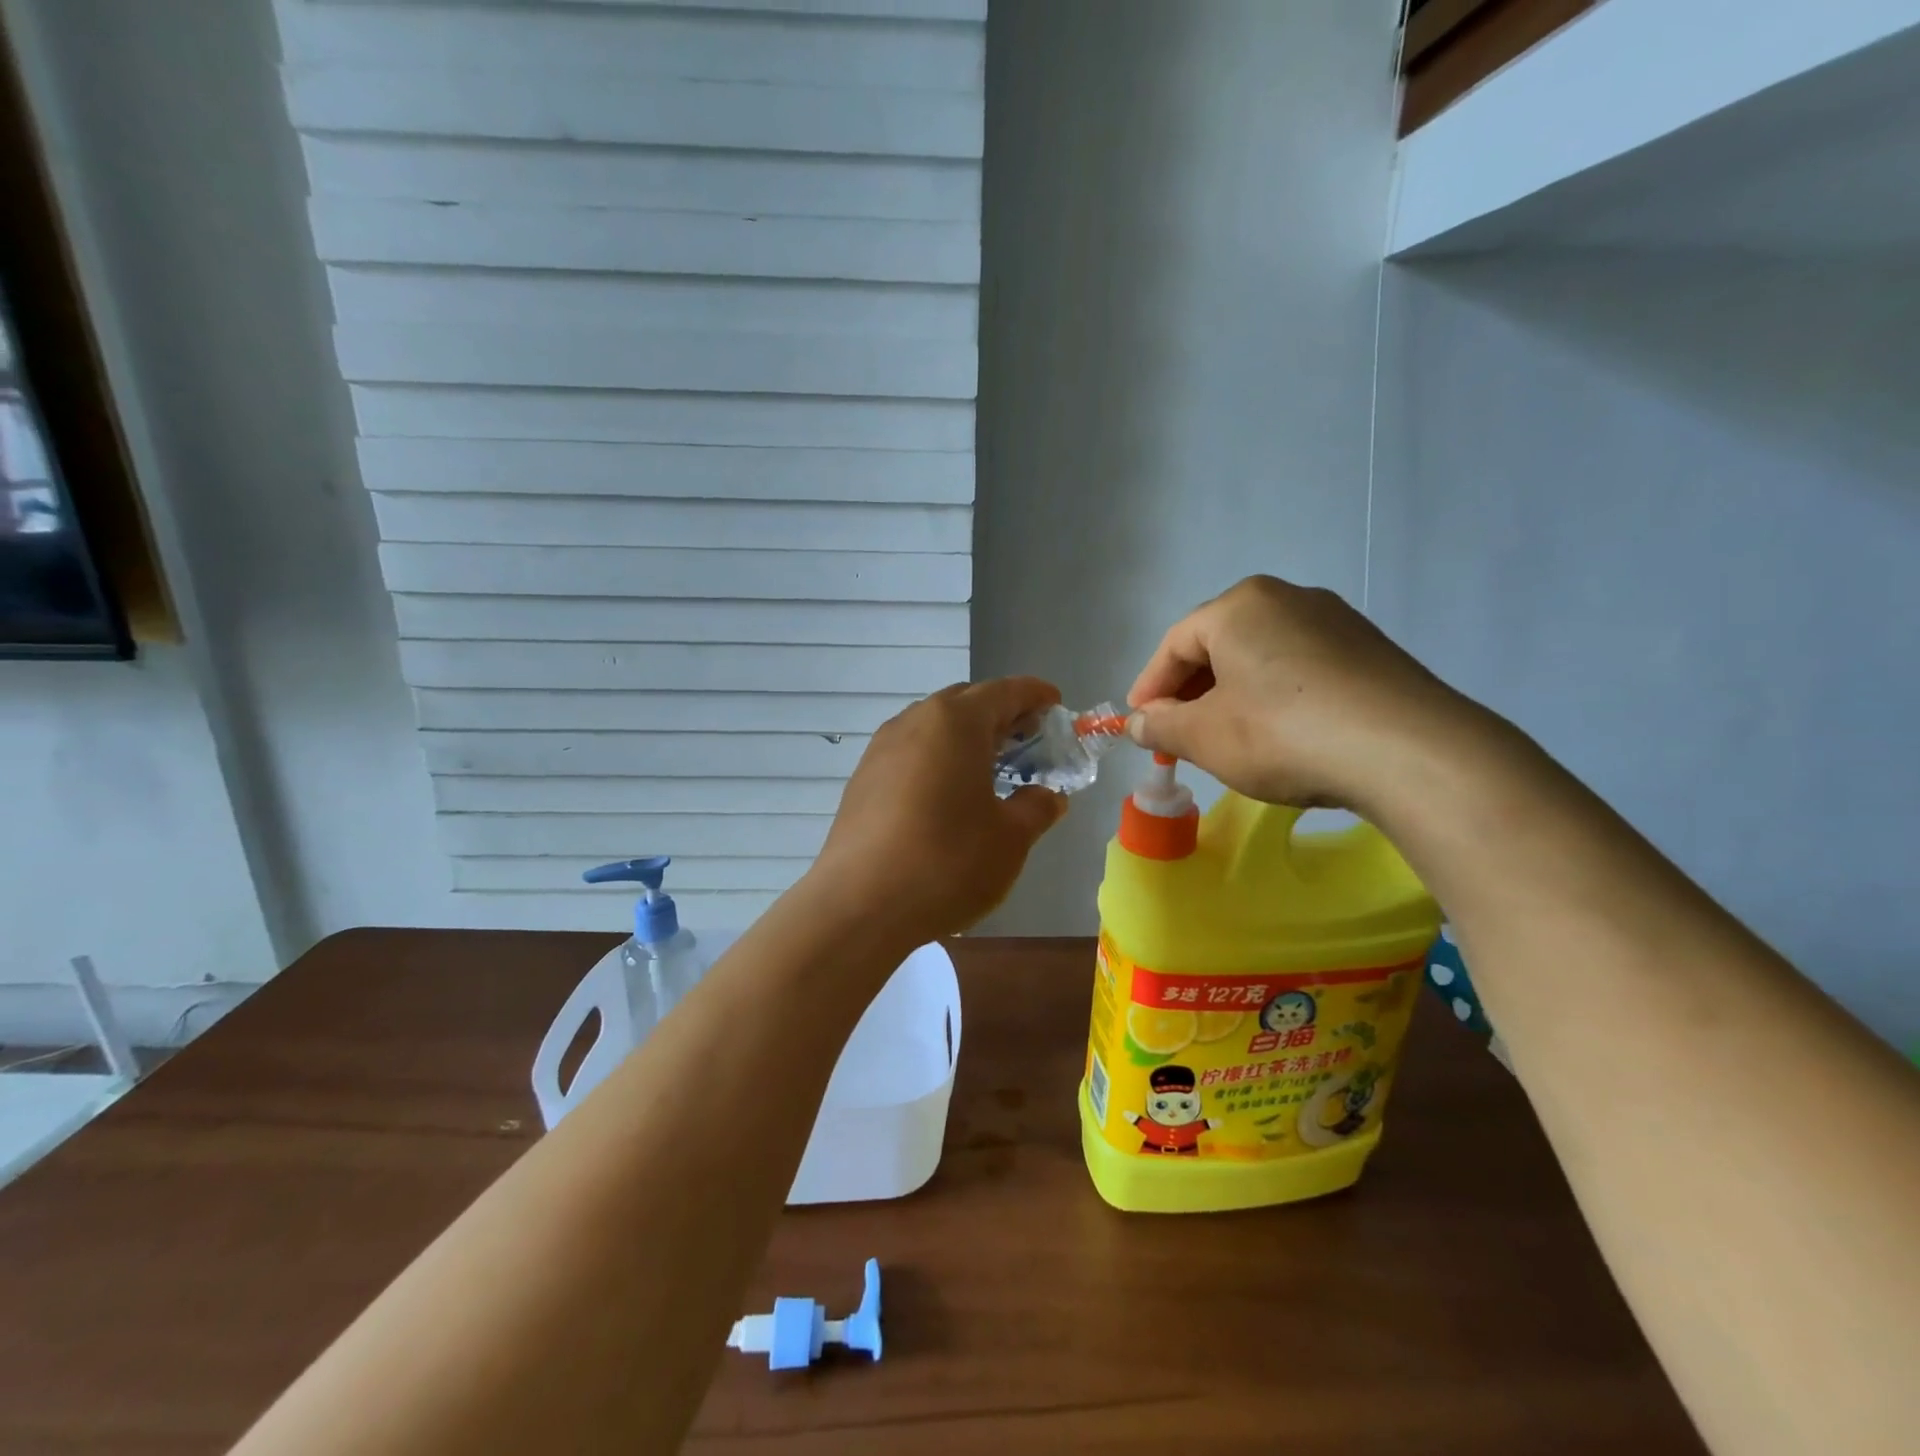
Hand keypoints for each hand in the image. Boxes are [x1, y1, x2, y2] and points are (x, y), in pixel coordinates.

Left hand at [812, 679, 1069, 943]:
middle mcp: (915, 721)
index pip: (1005, 690)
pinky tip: (947, 797)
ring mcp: (882, 748)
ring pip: (934, 727)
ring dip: (966, 739)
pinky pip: (911, 753)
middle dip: (1001, 715)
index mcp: (956, 722)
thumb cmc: (947, 861)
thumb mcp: (1010, 838)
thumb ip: (1037, 808)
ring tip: (989, 771)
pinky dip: (938, 760)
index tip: (1056, 705)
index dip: (1036, 695)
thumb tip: (1047, 796)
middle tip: (1028, 744)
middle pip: (967, 702)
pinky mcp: (863, 779)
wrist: (859, 905)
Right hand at [1127, 576, 1481, 813]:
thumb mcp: (1204, 736)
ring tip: (1227, 737)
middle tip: (1179, 735)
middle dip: (1191, 692)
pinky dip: (1275, 697)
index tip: (1139, 724)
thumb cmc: (1283, 734)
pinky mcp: (1370, 651)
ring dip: (1233, 695)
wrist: (1409, 752)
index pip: (1175, 644)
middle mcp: (1287, 598)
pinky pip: (1301, 669)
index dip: (1150, 686)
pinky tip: (1280, 734)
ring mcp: (1335, 621)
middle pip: (1219, 646)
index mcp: (1239, 606)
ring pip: (1261, 657)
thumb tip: (1138, 722)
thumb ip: (1160, 726)